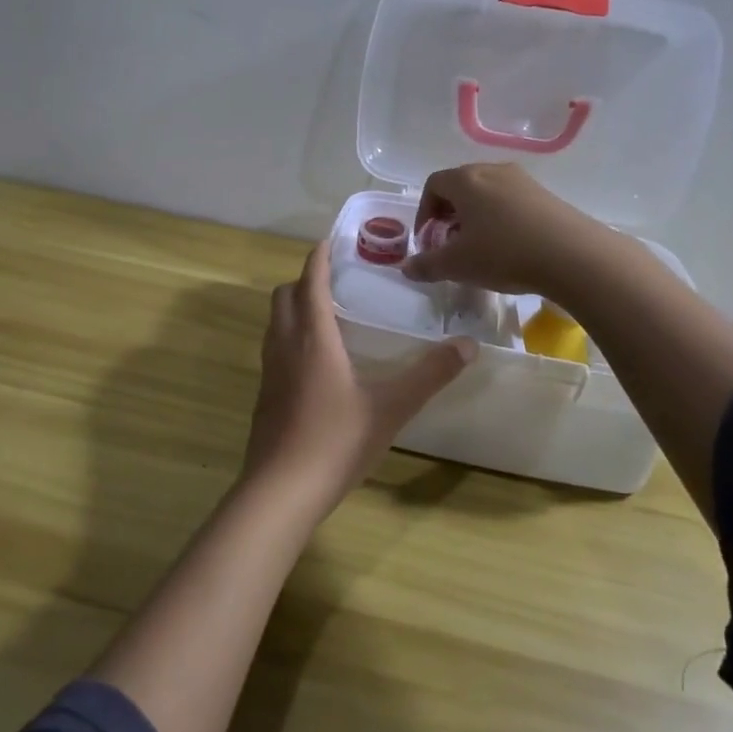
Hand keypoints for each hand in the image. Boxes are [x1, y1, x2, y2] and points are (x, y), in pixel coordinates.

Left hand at [243, 241, 474, 520]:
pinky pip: (274, 347)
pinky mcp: (264, 394)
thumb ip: (430, 375)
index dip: (319, 257)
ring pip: (275, 322)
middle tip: (336, 279)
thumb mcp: (391, 408)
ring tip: (327, 313)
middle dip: (305, 279)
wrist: (281, 490)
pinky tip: (316, 361)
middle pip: (284, 295)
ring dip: (295, 307)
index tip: (330, 240)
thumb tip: (468, 345)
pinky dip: (290, 335)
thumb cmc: (336, 442)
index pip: (310, 282)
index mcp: (313, 338)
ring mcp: (269, 370)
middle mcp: (284, 345)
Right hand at [401, 162, 601, 293]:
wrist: (574, 256)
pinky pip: (512, 201)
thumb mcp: (457, 265)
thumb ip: (427, 265)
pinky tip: (510, 248)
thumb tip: (406, 268)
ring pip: (488, 193)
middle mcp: (493, 171)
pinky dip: (502, 219)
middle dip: (449, 214)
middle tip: (451, 243)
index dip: (424, 212)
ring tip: (480, 247)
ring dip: (476, 216)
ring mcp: (524, 181)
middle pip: (461, 185)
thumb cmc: (504, 253)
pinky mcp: (547, 195)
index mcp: (466, 180)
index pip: (434, 184)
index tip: (429, 240)